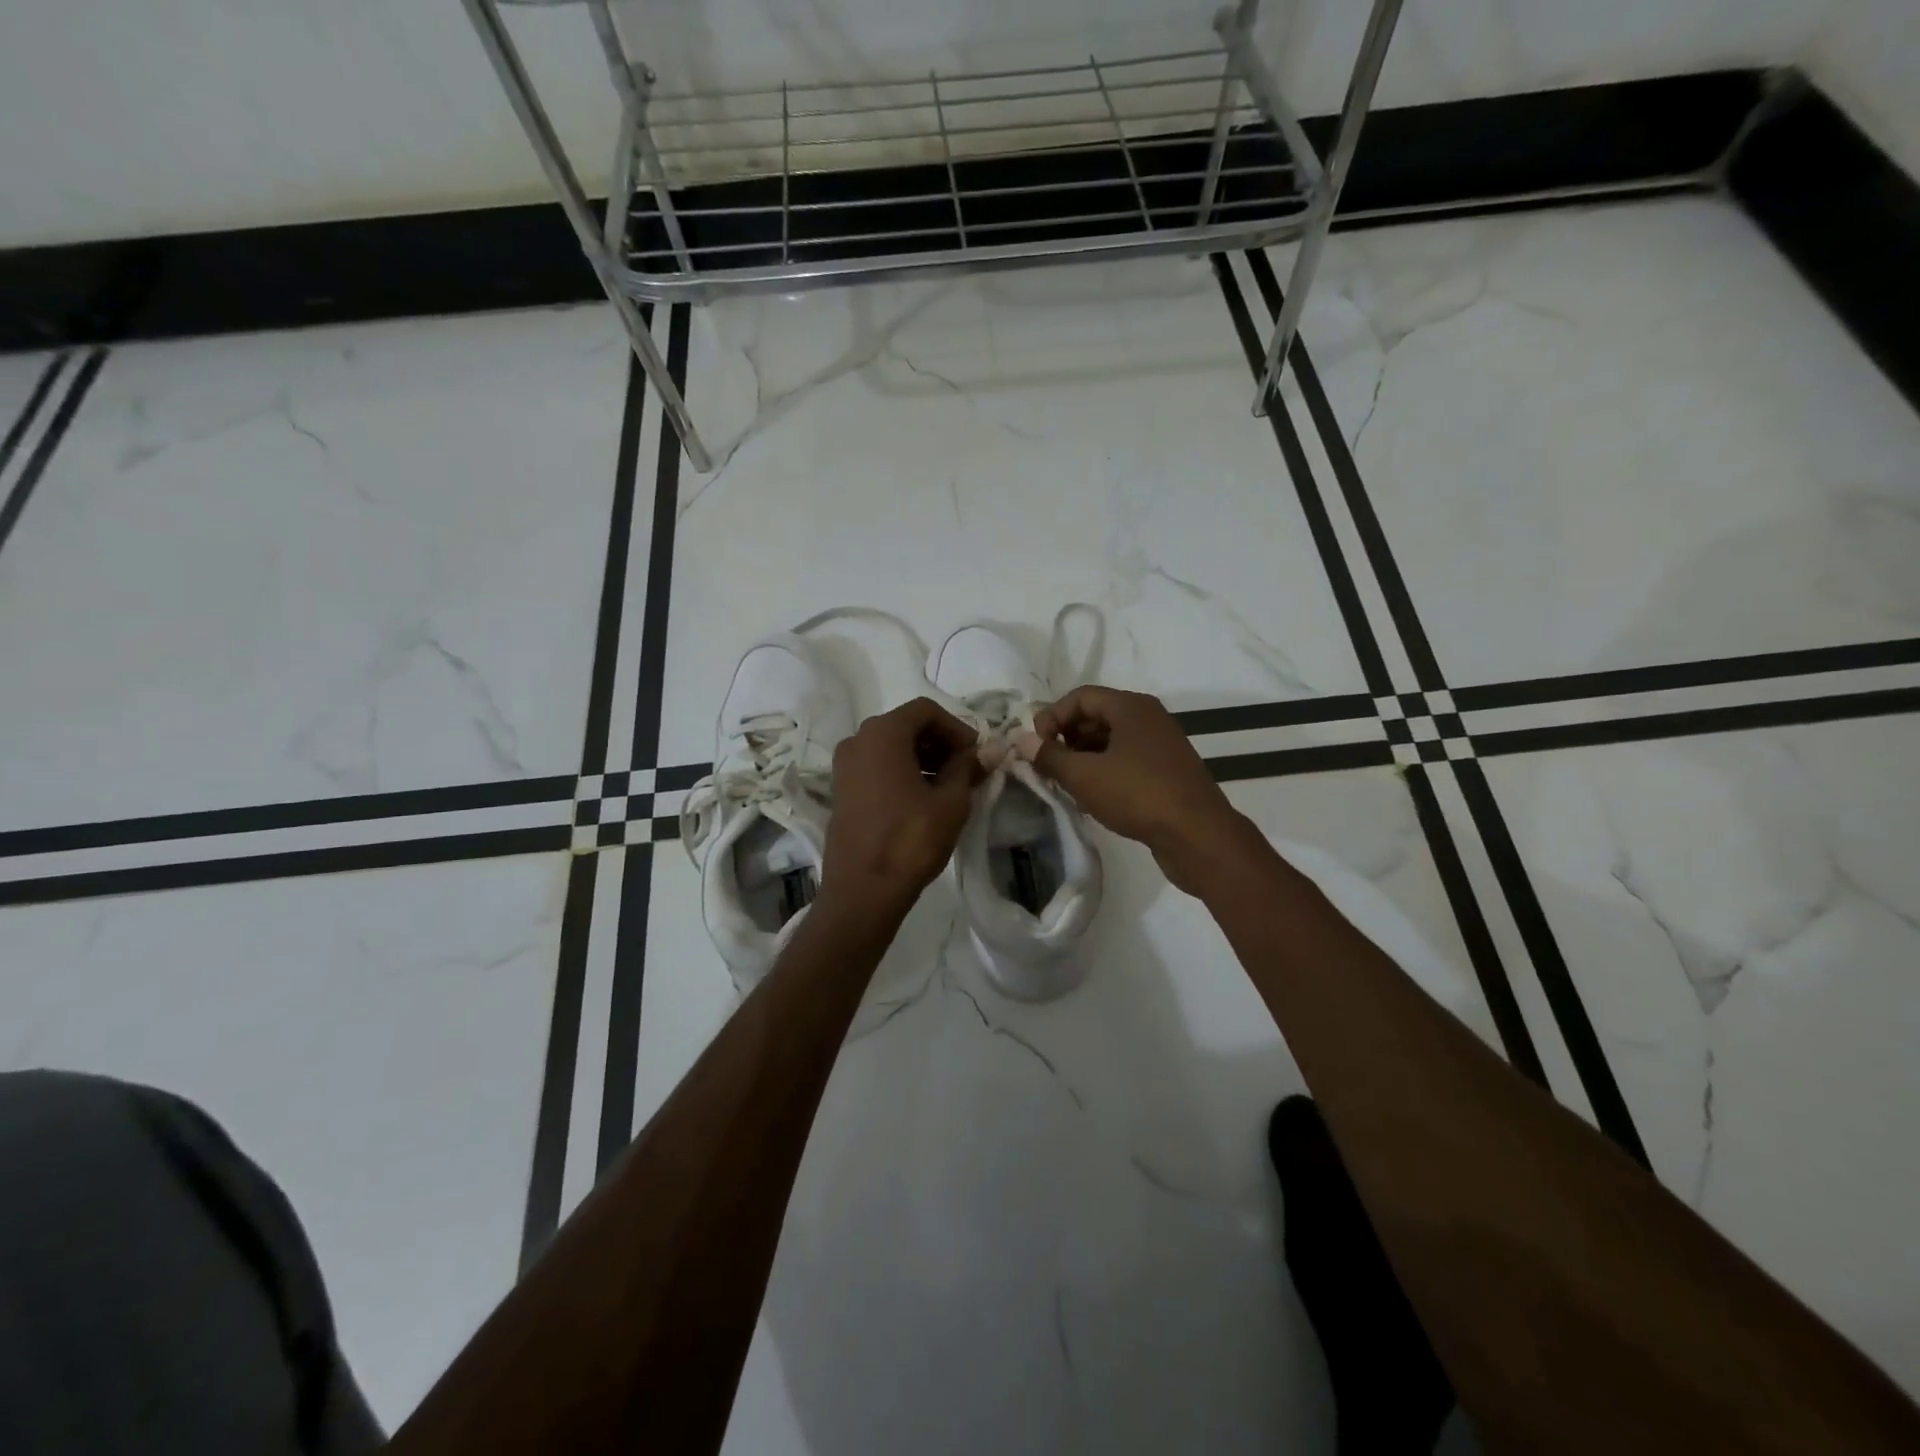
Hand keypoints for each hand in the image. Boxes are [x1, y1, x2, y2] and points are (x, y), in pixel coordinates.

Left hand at [821, 698, 982, 918]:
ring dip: (922, 757)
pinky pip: (876, 766)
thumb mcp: (951, 801)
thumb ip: (969, 767)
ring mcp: (844, 766)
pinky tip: (923, 798)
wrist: (863, 890)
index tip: (976, 754)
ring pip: (890, 746)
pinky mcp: (841, 790)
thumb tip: (990, 750)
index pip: (926, 711)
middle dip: (940, 742)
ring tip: (949, 786)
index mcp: (882, 734)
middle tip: (967, 769)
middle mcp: (858, 740)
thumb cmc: (910, 840)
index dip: (957, 727)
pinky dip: (902, 771)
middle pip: (906, 725)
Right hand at [1023, 685, 1248, 895]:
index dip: (1051, 717)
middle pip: (1095, 716)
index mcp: (1130, 706)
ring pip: (1110, 740)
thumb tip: (1021, 741)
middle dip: (1066, 738)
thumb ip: (1049, 756)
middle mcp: (1147, 717)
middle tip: (1047, 767)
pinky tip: (1092, 798)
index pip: (1080, 696)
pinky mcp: (1166, 770)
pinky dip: (1104, 771)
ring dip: (1083, 758)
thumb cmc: (1137, 794)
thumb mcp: (1084, 775)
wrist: (1197, 834)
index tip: (1036, 747)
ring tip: (1066, 785)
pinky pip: (1126, 760)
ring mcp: (1160, 744)